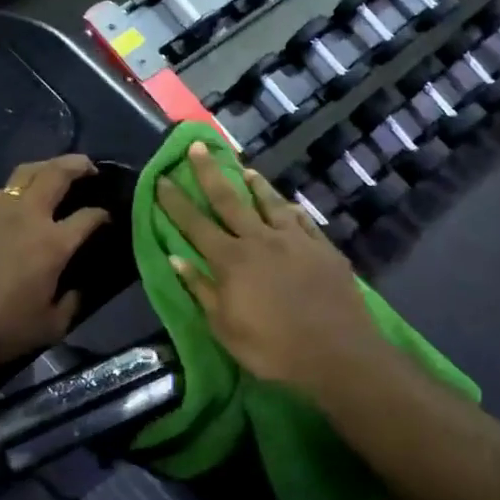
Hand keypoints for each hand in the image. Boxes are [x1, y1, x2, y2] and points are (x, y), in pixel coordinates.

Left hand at [0, 154, 111, 366]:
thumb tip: (79, 287)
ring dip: (48, 167)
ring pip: (28, 172)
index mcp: (53, 242)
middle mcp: (29, 215)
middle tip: (90, 167)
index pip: (89, 215)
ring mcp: (0, 209)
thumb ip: (72, 302)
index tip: (109, 218)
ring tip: (57, 172)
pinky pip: (6, 187)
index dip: (103, 214)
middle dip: (79, 165)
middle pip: (57, 173)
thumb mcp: (50, 326)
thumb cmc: (2, 326)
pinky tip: (25, 197)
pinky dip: (22, 184)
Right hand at [157, 141, 384, 386]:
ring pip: (270, 203)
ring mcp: (295, 240)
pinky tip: (289, 204)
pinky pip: (303, 220)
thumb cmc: (272, 349)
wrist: (337, 354)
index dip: (176, 201)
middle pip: (229, 200)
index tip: (162, 178)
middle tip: (198, 145)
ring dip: (255, 185)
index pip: (195, 224)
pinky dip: (291, 209)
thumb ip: (201, 289)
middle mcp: (260, 240)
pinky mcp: (323, 248)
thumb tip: (176, 258)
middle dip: (210, 172)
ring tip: (245, 170)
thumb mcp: (225, 328)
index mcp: (231, 260)